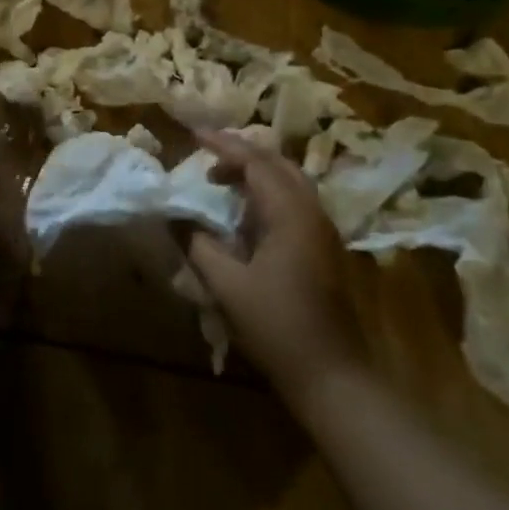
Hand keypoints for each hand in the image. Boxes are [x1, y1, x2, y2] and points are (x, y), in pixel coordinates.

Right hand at [187, 129, 365, 399]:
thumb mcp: (227, 285)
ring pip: (289, 181)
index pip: (255, 162)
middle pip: (277, 164)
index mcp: (291, 214)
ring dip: (255, 172)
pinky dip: (266, 192)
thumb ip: (198, 244)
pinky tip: (244, 211)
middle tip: (206, 153)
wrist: (333, 375)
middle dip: (241, 152)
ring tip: (220, 177)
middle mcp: (312, 212)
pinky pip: (293, 201)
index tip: (193, 134)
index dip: (223, 144)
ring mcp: (322, 231)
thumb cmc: (277, 326)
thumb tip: (176, 216)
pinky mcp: (323, 248)